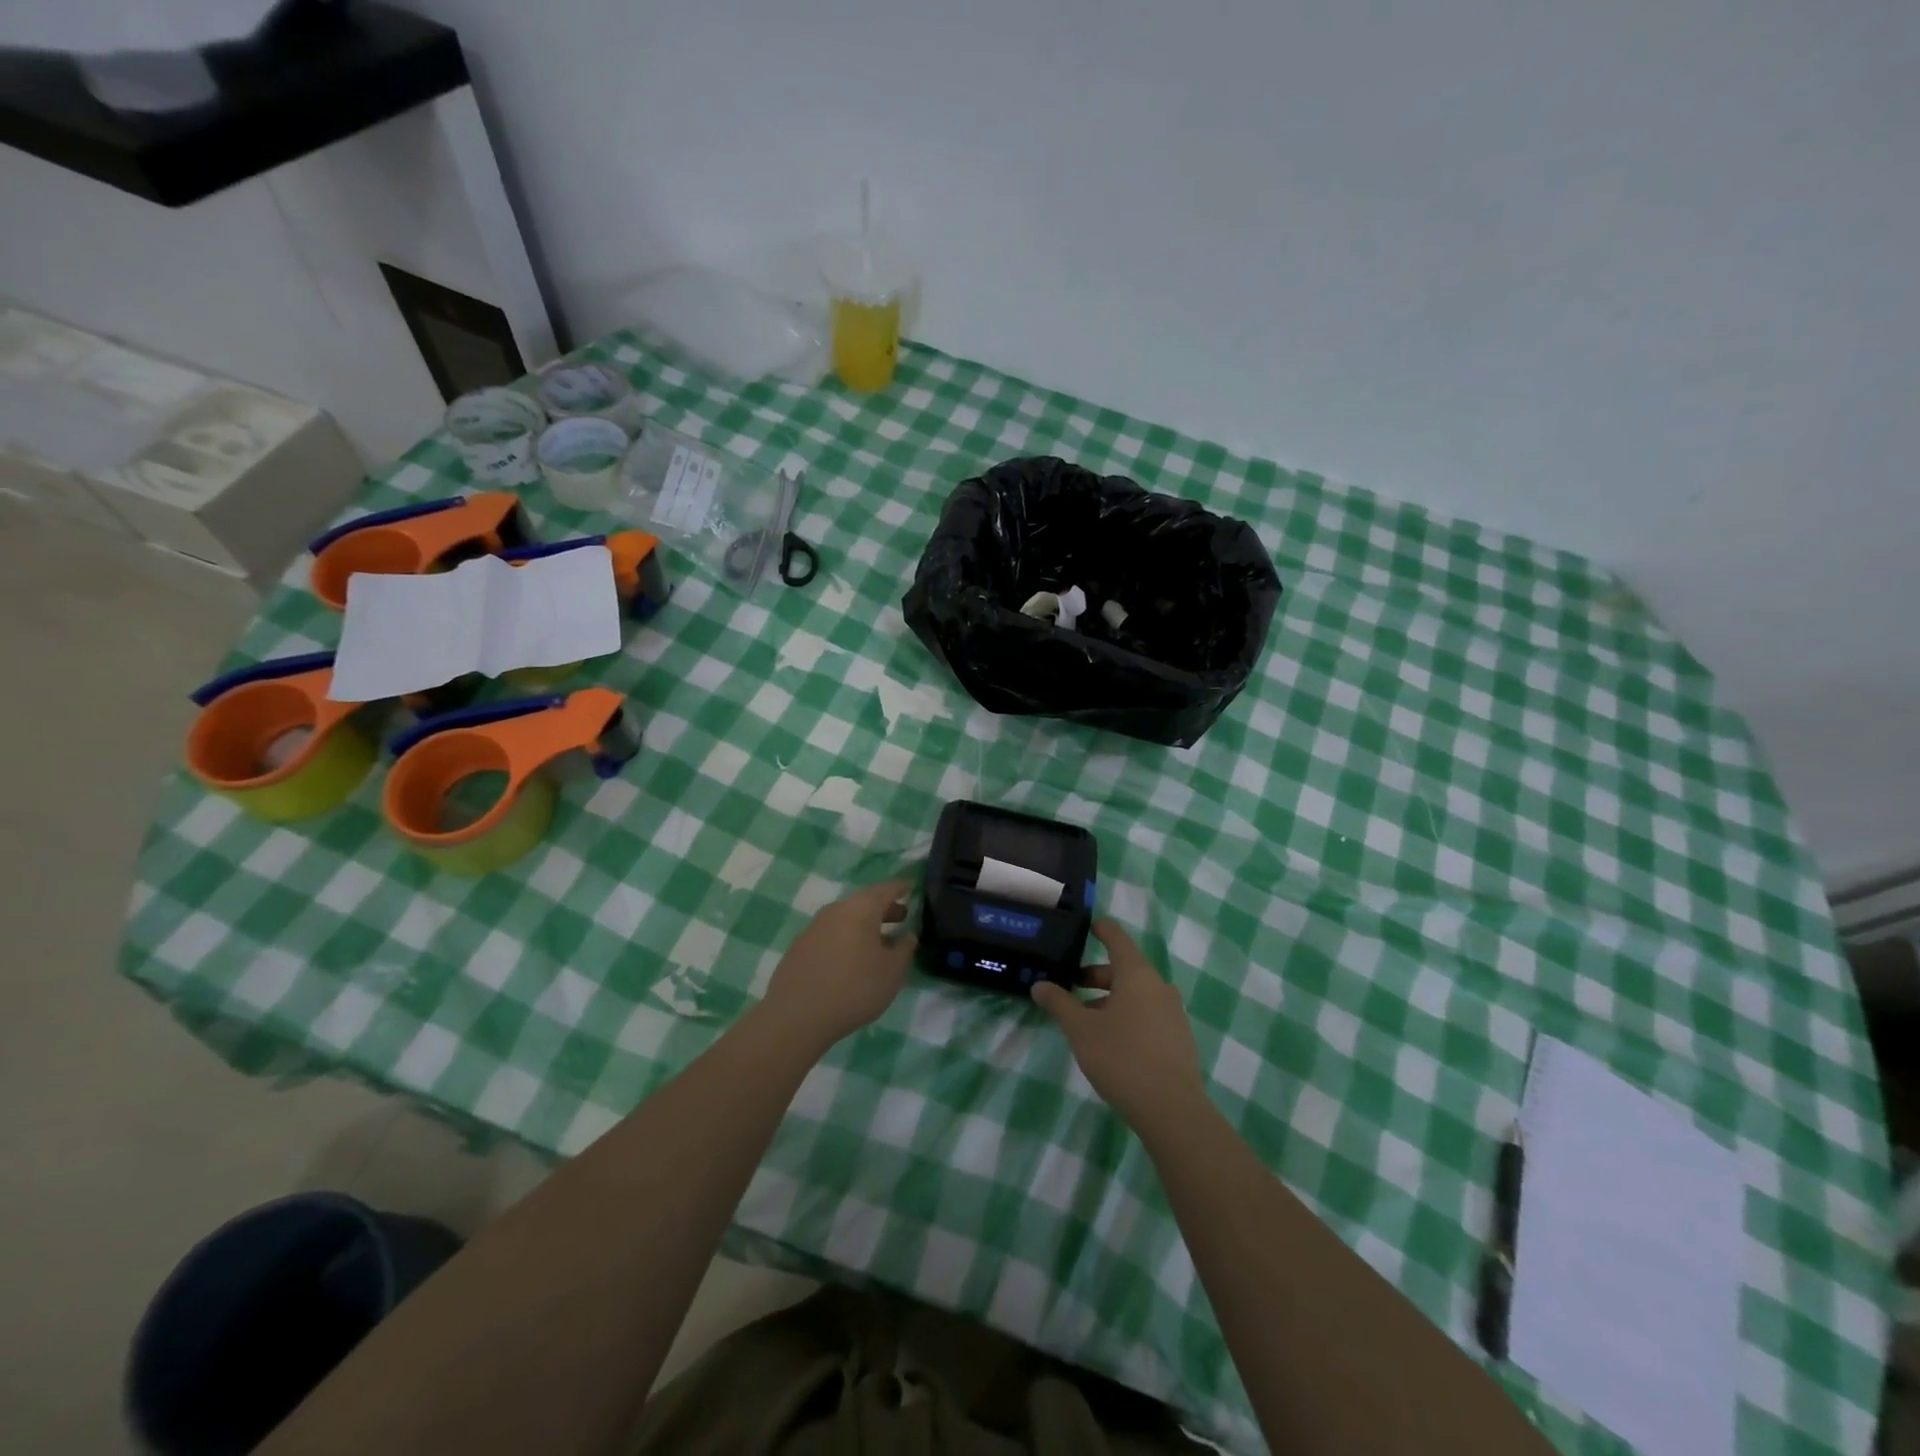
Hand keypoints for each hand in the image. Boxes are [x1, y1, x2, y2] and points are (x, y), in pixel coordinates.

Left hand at [761, 880, 915, 1053]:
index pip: (886, 889)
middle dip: (884, 909)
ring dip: (864, 926)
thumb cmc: (854, 988)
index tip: (912, 887)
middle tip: (901, 917)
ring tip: (878, 943)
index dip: (901, 888)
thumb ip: (904, 949)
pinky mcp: (800, 947)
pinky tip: (851, 960)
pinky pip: (831, 935)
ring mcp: (814, 927)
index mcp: (861, 908)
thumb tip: (907, 935)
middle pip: (864, 903)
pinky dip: (846, 939)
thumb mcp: (892, 972)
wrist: (797, 1016)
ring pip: (846, 919)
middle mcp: (836, 910)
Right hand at [1032, 920, 1206, 1130]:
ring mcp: (1173, 1013)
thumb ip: (1059, 1003)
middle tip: (1072, 984)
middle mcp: (1159, 986)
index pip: (1118, 939)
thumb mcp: (1081, 1029)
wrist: (1172, 1109)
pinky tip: (1111, 1040)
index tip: (1089, 926)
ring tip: (1086, 1018)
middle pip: (1125, 969)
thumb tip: (1039, 985)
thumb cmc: (1122, 1057)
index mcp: (1137, 974)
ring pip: (1136, 994)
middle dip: (1098, 975)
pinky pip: (1148, 1014)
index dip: (1102, 930)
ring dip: (1111, 998)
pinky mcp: (1179, 1038)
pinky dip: (1127, 1015)